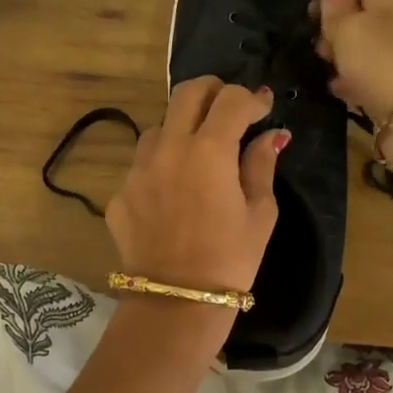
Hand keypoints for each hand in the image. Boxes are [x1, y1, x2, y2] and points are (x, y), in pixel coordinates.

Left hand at [106, 78, 286, 297]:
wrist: (177, 302)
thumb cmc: (231, 259)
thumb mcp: (260, 212)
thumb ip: (262, 164)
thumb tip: (272, 135)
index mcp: (209, 150)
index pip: (231, 100)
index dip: (252, 98)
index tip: (264, 108)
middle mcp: (168, 148)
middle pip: (187, 93)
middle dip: (213, 90)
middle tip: (230, 106)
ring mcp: (138, 169)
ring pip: (159, 126)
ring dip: (181, 128)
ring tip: (198, 152)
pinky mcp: (120, 193)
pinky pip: (142, 164)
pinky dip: (161, 165)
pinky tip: (173, 191)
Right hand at [313, 0, 392, 154]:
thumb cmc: (380, 61)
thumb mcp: (347, 29)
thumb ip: (333, 7)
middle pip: (359, 3)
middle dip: (332, 15)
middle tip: (310, 31)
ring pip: (362, 35)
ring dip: (340, 45)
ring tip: (321, 59)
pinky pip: (369, 65)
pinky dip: (352, 71)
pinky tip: (336, 83)